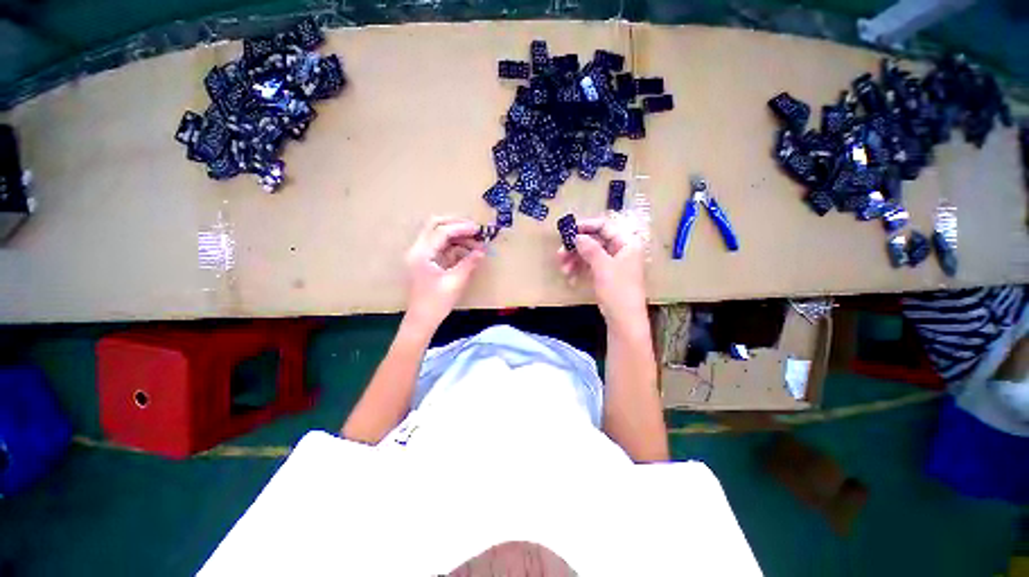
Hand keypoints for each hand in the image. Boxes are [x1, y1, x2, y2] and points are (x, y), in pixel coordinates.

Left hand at [404, 216, 485, 331]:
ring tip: (475, 242)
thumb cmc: (436, 303)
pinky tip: (467, 251)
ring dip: (456, 235)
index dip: (461, 228)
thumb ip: (469, 263)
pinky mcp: (426, 261)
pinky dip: (454, 245)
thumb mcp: (455, 282)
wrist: (422, 320)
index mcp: (421, 254)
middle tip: (474, 229)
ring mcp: (420, 255)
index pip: (441, 232)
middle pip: (435, 225)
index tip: (478, 229)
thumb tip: (483, 250)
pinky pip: (440, 246)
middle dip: (456, 224)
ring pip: (438, 234)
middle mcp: (417, 250)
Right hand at [558, 215, 647, 327]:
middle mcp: (621, 250)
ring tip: (563, 269)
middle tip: (560, 254)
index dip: (586, 226)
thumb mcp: (602, 266)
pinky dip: (580, 269)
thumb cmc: (617, 290)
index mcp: (627, 243)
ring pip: (590, 254)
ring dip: (575, 260)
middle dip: (576, 248)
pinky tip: (570, 278)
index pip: (605, 226)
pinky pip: (590, 266)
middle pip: (595, 241)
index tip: (569, 230)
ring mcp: (613, 263)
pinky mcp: (606, 275)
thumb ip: (589, 248)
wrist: (624, 319)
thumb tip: (576, 236)